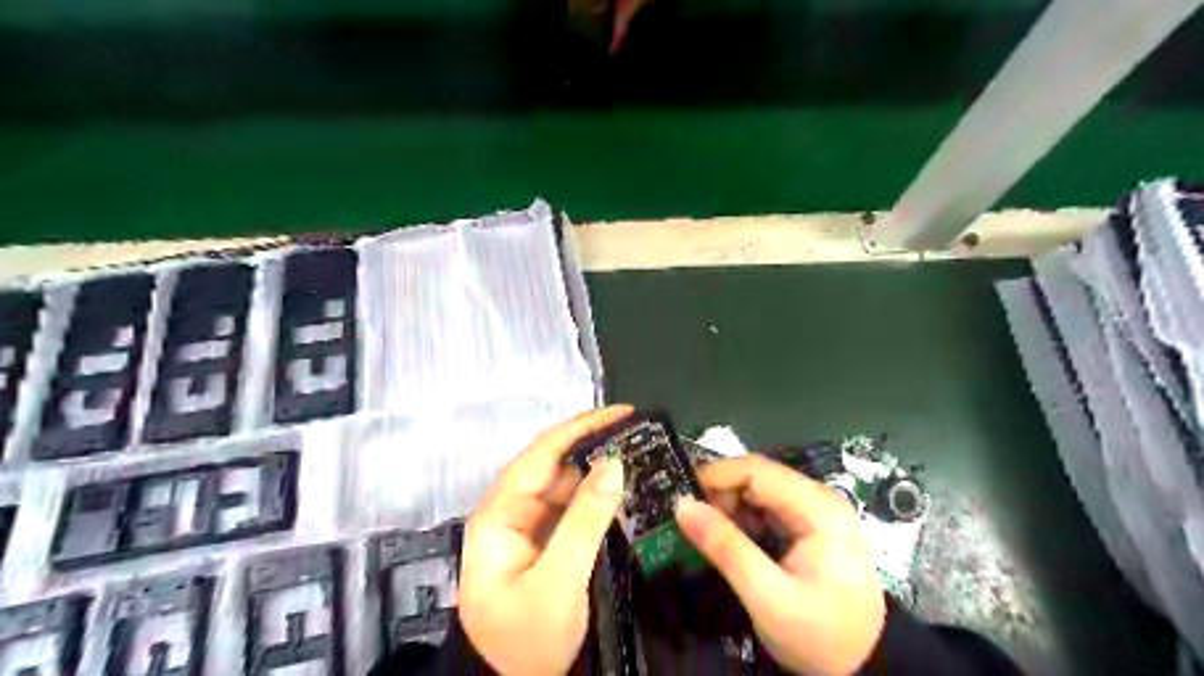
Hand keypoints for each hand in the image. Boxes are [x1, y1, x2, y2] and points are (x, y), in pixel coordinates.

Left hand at [457, 407, 632, 675]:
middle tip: (640, 437)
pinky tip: (623, 491)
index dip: (581, 427)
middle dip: (595, 448)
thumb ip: (585, 520)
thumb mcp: (558, 581)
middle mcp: (510, 510)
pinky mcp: (544, 541)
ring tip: (639, 459)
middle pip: (555, 465)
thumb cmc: (526, 640)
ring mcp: (527, 526)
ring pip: (566, 485)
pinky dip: (597, 498)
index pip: (541, 453)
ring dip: (599, 473)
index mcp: (499, 513)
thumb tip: (614, 464)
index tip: (623, 412)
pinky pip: (572, 509)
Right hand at [677, 455, 880, 674]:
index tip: (683, 499)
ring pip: (760, 490)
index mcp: (817, 508)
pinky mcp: (811, 525)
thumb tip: (683, 506)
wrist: (866, 667)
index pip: (756, 470)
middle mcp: (819, 499)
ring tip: (715, 540)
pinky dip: (745, 520)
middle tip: (697, 526)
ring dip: (731, 509)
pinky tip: (737, 545)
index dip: (715, 476)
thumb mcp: (768, 598)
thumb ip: (726, 549)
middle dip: (722, 495)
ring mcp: (817, 510)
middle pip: (758, 476)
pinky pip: (768, 507)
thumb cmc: (821, 634)